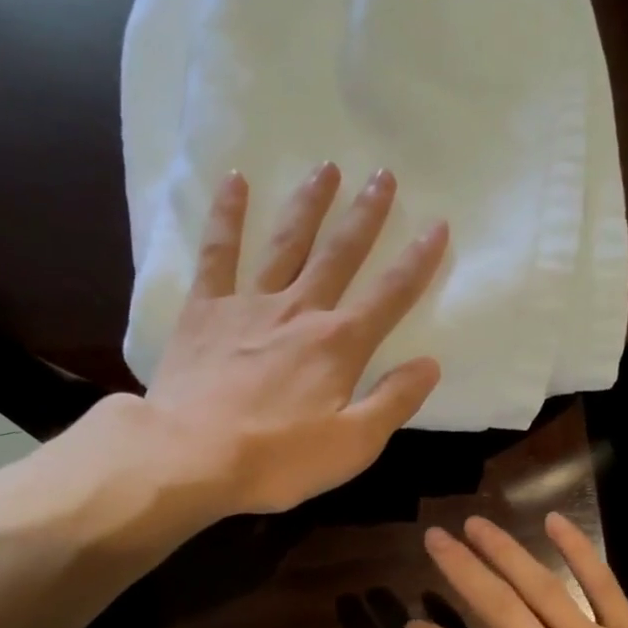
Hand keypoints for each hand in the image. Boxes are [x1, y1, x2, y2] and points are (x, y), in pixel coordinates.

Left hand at [142, 164, 445, 515]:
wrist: (191, 456)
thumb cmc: (277, 460)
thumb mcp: (352, 445)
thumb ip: (393, 402)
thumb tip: (430, 365)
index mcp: (339, 345)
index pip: (390, 295)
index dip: (417, 260)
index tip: (437, 224)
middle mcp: (300, 311)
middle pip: (340, 254)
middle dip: (365, 215)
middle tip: (383, 174)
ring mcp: (249, 305)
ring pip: (286, 243)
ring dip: (308, 204)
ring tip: (326, 167)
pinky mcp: (205, 310)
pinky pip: (218, 253)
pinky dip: (227, 216)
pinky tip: (236, 181)